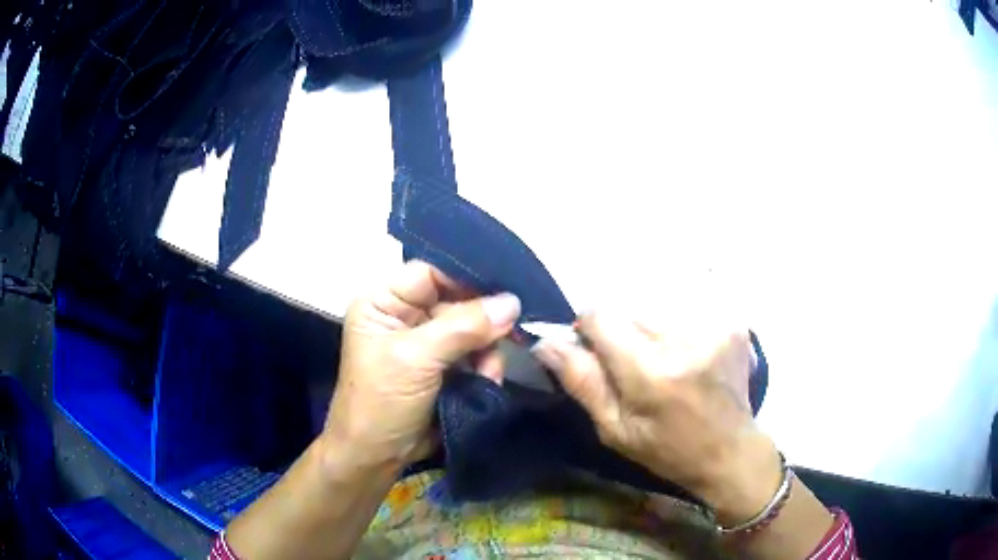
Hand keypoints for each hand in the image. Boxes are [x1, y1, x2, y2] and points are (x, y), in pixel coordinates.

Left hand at [324, 261, 520, 469]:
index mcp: (383, 302)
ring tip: (489, 372)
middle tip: (514, 331)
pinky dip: (485, 365)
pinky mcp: (443, 366)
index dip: (466, 276)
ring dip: (486, 348)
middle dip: (483, 319)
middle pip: (456, 299)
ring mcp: (426, 342)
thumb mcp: (415, 359)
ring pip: (471, 327)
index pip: (431, 273)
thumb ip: (463, 326)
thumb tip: (512, 302)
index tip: (508, 285)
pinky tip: (486, 380)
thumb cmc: (381, 401)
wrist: (376, 457)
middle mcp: (405, 315)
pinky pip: (474, 352)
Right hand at [532, 314, 781, 523]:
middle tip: (637, 370)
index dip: (589, 330)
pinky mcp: (732, 323)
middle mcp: (684, 339)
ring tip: (668, 367)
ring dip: (652, 333)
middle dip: (624, 335)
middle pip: (629, 310)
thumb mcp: (616, 430)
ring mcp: (714, 327)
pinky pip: (687, 312)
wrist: (731, 450)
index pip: (600, 315)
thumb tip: (545, 342)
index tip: (597, 354)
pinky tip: (691, 359)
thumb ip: (582, 382)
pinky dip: (680, 332)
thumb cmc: (668, 450)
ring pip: (657, 310)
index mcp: (651, 372)